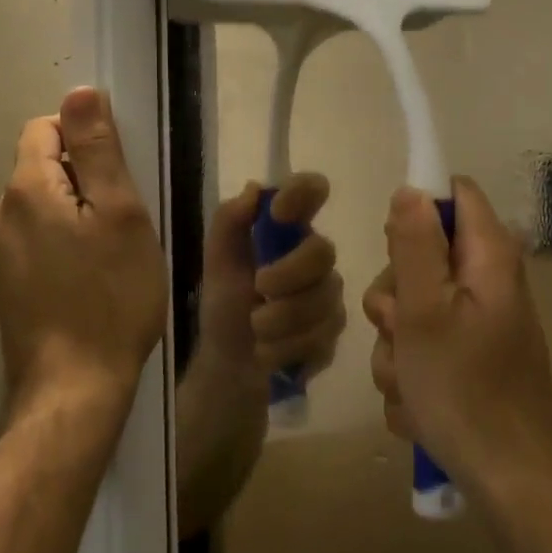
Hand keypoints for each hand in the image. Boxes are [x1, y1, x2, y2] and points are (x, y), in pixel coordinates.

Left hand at [0, 88, 167, 408]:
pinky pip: (36, 238)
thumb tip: (79, 92)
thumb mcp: (120, 214)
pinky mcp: (4, 284)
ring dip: (75, 213)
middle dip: (84, 179)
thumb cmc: (111, 297)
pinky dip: (63, 242)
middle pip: (43, 167)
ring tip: (110, 254)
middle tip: (123, 221)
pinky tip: (89, 278)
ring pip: (42, 205)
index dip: (85, 139)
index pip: (46, 128)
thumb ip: (97, 149)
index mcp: (25, 190)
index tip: (119, 176)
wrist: (74, 389)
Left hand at [198, 173, 345, 383]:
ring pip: (322, 300)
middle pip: (322, 251)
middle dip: (287, 275)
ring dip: (280, 319)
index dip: (302, 192)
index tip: (278, 211)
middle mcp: (314, 255)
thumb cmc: (225, 304)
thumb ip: (229, 221)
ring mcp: (329, 294)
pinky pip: (322, 335)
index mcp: (287, 229)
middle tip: (258, 289)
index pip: (312, 190)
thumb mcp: (217, 261)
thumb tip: (252, 189)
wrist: (231, 363)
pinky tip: (270, 351)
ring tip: (256, 330)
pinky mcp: (334, 332)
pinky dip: (287, 347)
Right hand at [365, 178, 551, 492]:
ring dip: (396, 341)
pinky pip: (422, 344)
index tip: (394, 250)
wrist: (510, 484)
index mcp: (487, 257)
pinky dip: (411, 370)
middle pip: (421, 254)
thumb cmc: (465, 391)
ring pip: (412, 306)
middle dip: (394, 293)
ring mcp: (478, 322)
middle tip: (398, 328)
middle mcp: (486, 282)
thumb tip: (410, 188)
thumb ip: (414, 245)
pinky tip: (418, 403)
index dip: (416, 209)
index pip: (453, 193)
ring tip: (410, 379)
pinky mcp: (469, 357)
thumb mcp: (423, 311)